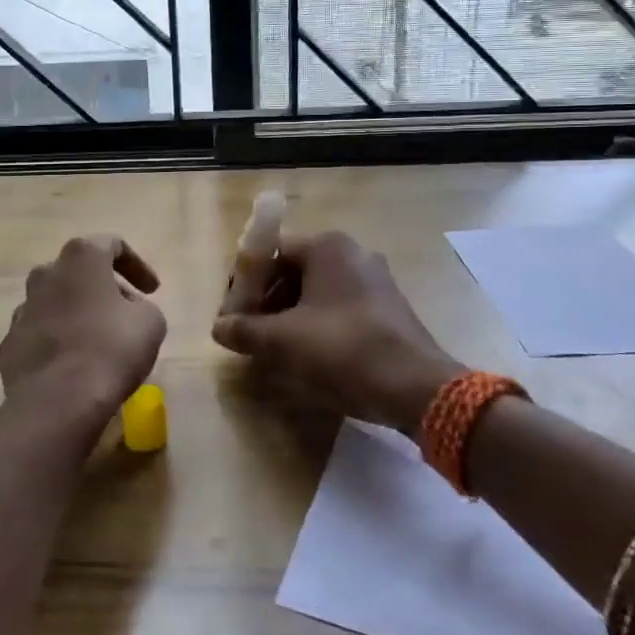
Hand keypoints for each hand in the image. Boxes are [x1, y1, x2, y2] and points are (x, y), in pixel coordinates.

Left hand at [0, 235, 166, 440]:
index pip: (112, 245)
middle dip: (103, 287)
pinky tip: (73, 365)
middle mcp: (46, 274)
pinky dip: (58, 341)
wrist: (57, 403)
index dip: (136, 265)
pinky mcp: (10, 343)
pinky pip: (40, 333)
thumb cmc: (111, 350)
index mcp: (81, 258)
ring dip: (78, 313)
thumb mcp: (151, 322)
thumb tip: (125, 309)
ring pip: (55, 301)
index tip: (152, 290)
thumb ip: (141, 305)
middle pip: (78, 271)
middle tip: (125, 312)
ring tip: (98, 341)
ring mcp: (22, 309)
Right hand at [212, 231, 462, 437]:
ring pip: (316, 291)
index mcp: (327, 246)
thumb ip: (244, 330)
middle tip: (250, 333)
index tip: (233, 316)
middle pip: (293, 271)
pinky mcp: (388, 307)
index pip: (269, 254)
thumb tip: (219, 328)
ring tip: (273, 348)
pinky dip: (317, 323)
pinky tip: (308, 354)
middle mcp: (352, 252)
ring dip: (289, 315)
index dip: (244, 285)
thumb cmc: (343, 350)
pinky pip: (339, 306)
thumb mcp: (282, 341)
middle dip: (266, 301)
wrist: (416, 387)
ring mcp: (375, 279)